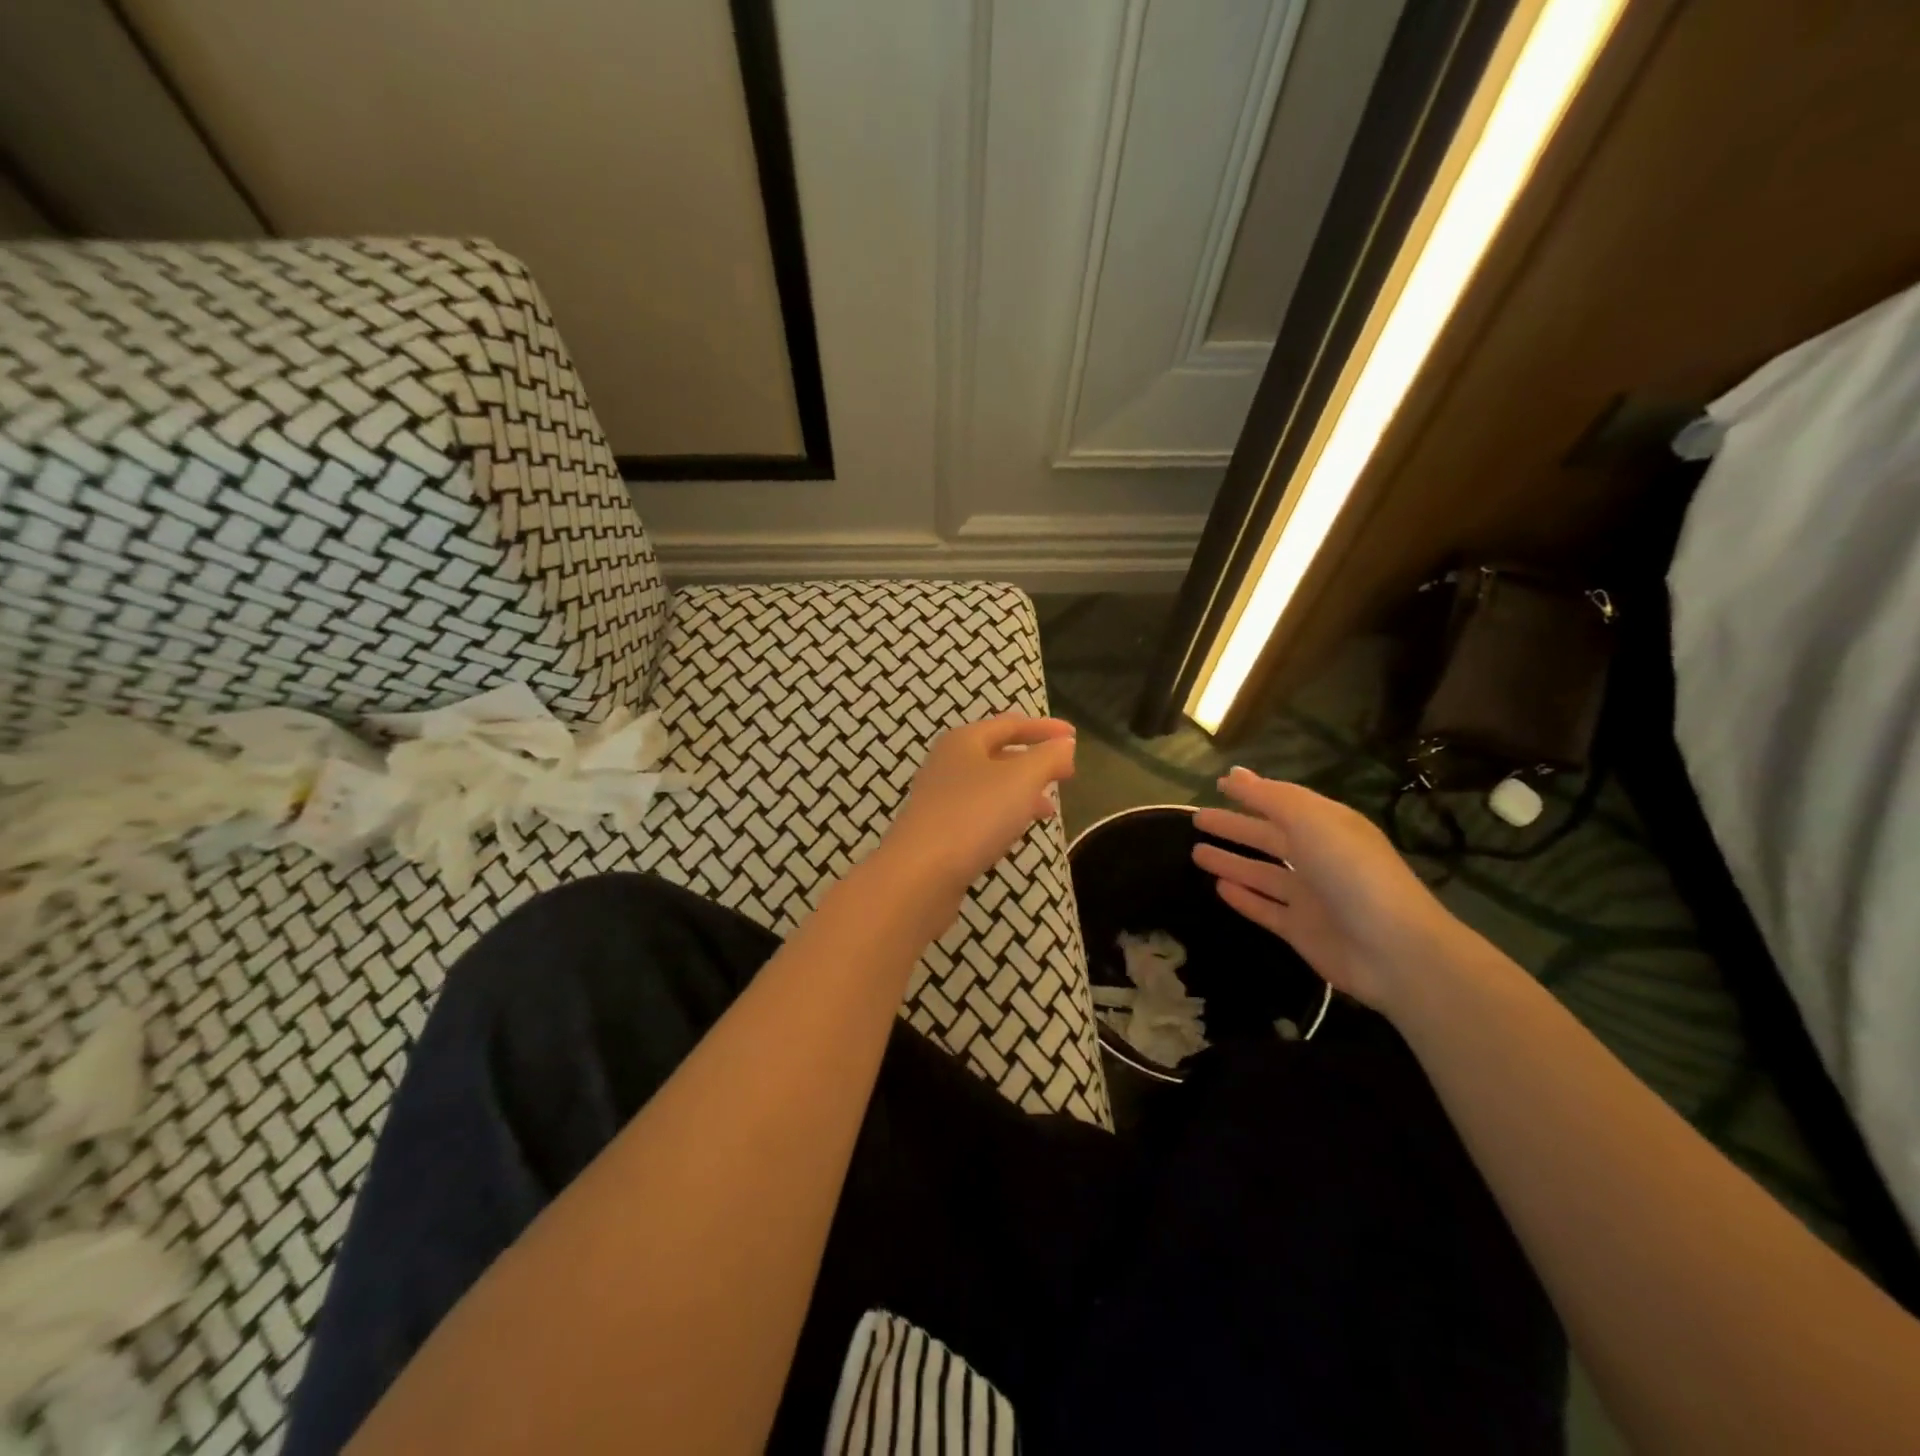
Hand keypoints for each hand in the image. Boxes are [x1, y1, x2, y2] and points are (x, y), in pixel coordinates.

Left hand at [883, 715, 1076, 898]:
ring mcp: (939, 799)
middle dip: (1033, 761)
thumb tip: (1065, 745)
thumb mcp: (1021, 780)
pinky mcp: (937, 831)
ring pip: (989, 786)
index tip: (1074, 737)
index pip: (1010, 725)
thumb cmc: (973, 815)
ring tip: (1049, 809)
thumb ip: (1047, 758)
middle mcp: (947, 763)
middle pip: (997, 753)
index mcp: (963, 741)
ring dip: (1021, 791)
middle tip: (1065, 773)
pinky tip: (1016, 831)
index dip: (1044, 728)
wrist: (919, 875)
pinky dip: (1004, 814)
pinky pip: (979, 813)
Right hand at [1192, 768, 1458, 1012]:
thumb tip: (1233, 773)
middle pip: (1269, 836)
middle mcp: (1319, 857)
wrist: (1393, 950)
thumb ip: (1271, 798)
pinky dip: (1243, 897)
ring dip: (1231, 861)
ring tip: (1196, 852)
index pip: (1283, 802)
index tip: (1218, 784)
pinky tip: (1219, 887)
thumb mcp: (1311, 822)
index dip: (1252, 792)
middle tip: (1198, 819)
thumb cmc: (1352, 873)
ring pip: (1262, 872)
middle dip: (1235, 826)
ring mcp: (1310, 896)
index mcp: (1328, 826)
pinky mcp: (1302, 930)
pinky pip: (1265, 908)